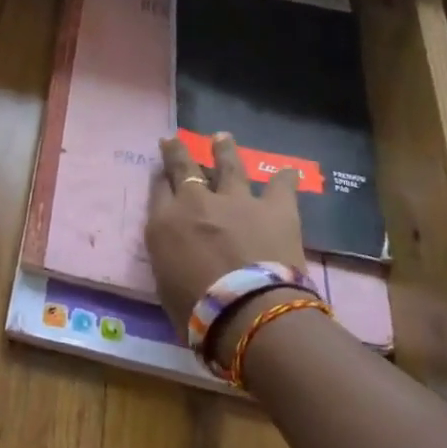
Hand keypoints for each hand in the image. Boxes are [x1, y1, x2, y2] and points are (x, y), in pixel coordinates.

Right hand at [146, 133, 305, 331]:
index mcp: (165, 222)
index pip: (158, 190)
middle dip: (178, 152)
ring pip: (228, 165)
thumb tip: (176, 250)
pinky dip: (284, 179)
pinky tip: (288, 171)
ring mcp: (237, 200)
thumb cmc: (194, 310)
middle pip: (184, 168)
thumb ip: (168, 257)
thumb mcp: (164, 282)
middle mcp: (197, 202)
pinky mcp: (275, 208)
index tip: (160, 172)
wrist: (245, 310)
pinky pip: (280, 186)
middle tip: (174, 140)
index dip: (160, 179)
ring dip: (224, 150)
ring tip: (222, 137)